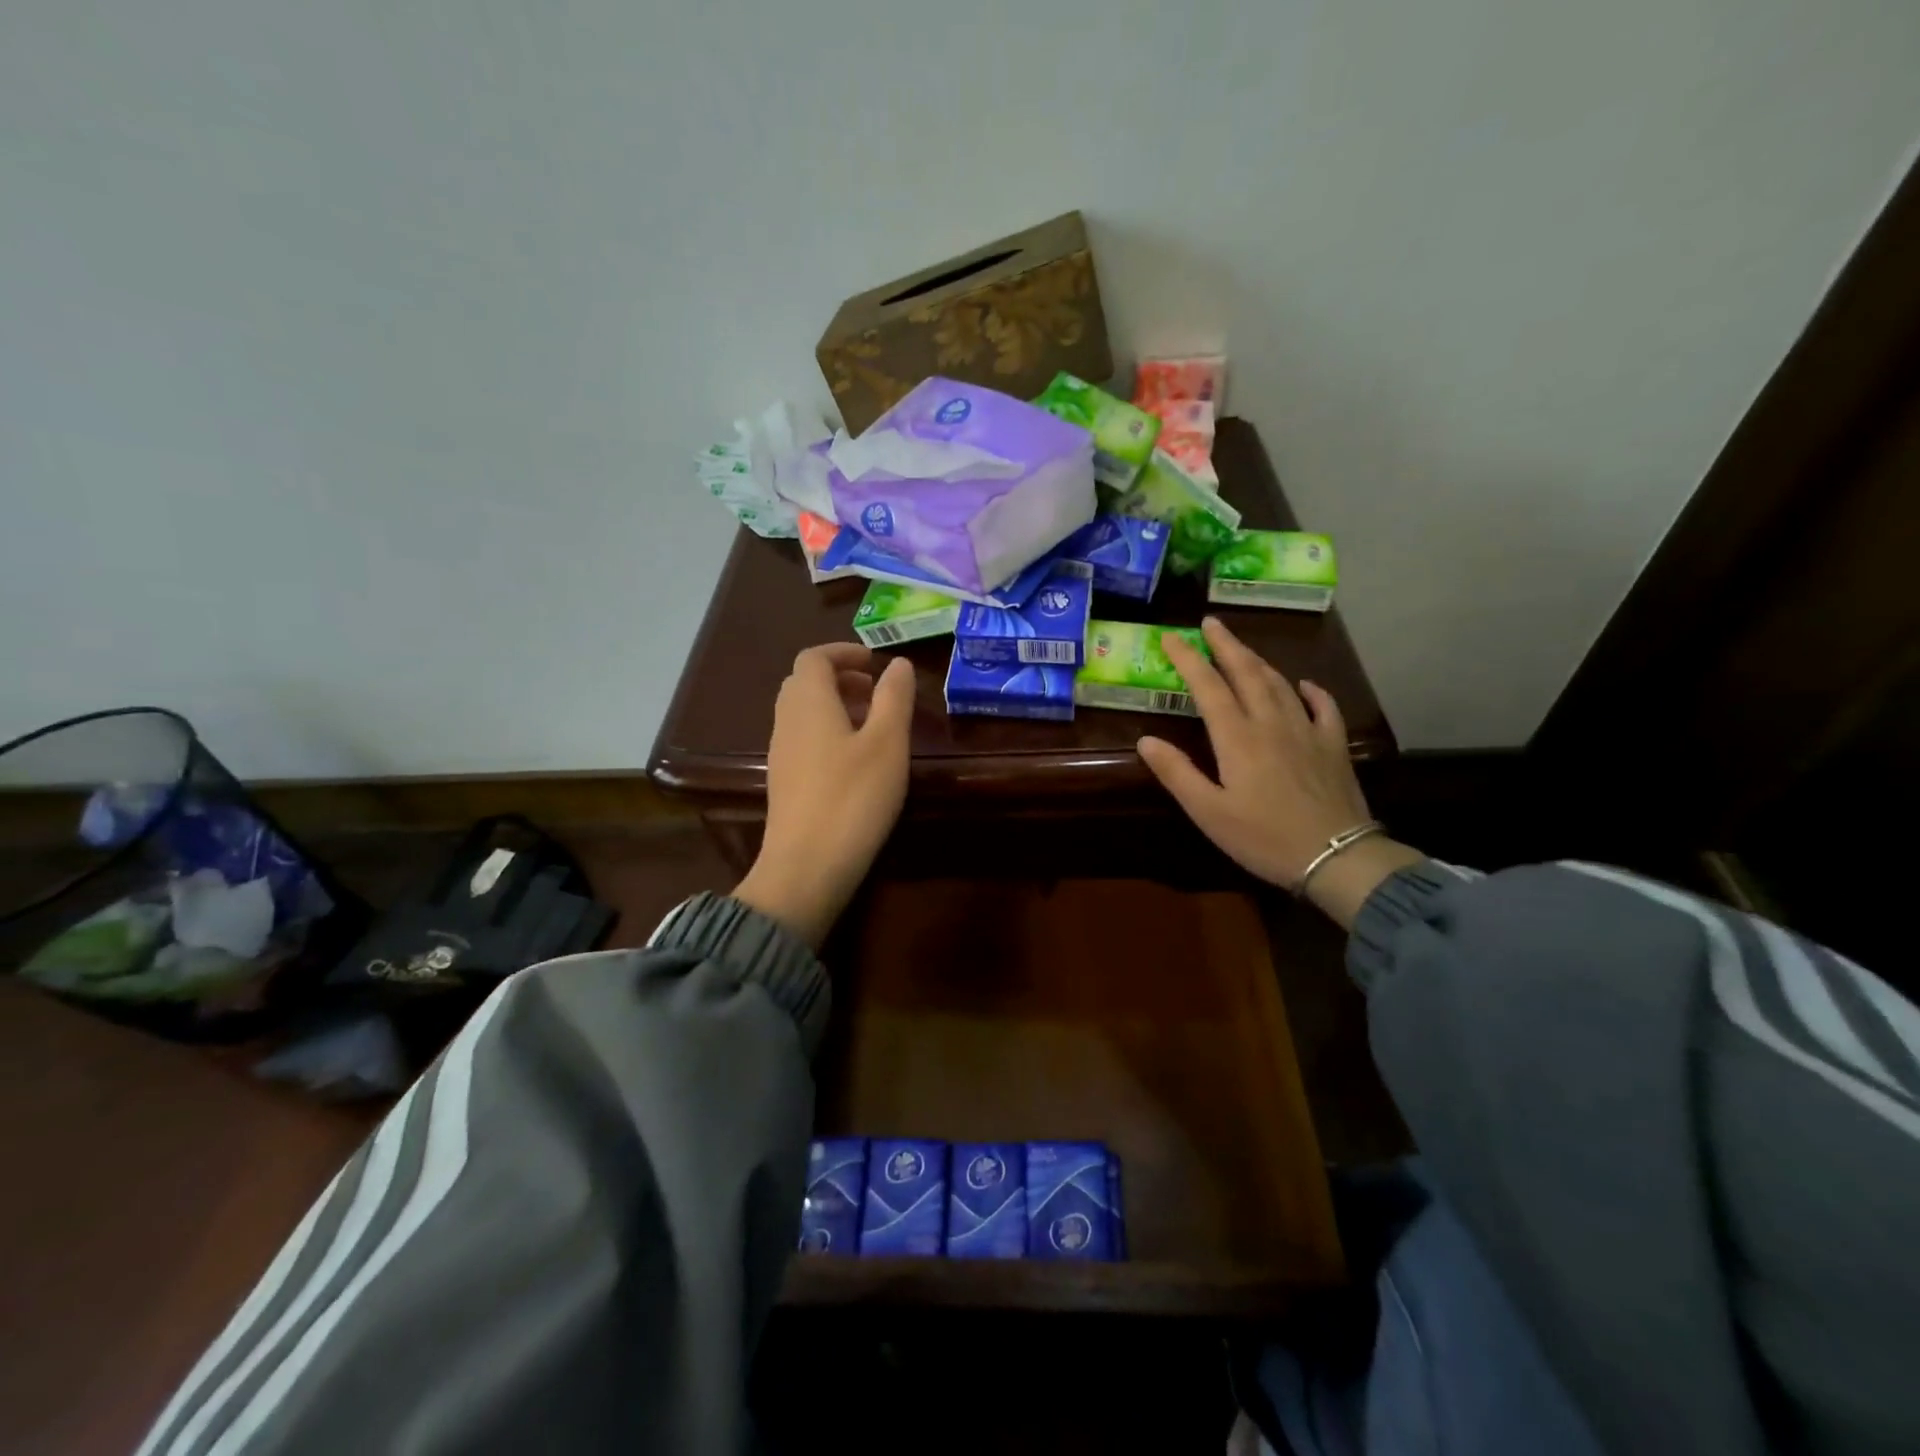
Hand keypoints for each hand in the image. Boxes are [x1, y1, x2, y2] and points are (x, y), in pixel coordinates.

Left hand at [733, 643, 915, 947]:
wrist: (806, 867)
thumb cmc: (853, 798)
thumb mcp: (886, 744)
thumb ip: (894, 698)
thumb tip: (897, 663)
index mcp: (809, 703)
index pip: (814, 657)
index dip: (844, 652)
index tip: (875, 662)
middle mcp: (787, 721)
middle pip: (805, 682)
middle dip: (840, 677)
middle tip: (876, 690)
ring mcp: (781, 753)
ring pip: (803, 712)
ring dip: (835, 705)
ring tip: (872, 723)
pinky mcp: (784, 782)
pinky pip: (803, 738)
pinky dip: (827, 731)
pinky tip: (855, 759)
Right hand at [1137, 618, 1423, 928]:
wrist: (1337, 857)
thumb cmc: (1264, 838)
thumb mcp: (1208, 813)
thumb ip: (1177, 773)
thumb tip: (1146, 740)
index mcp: (1237, 738)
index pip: (1207, 687)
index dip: (1188, 659)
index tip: (1171, 637)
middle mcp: (1271, 723)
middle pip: (1246, 673)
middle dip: (1226, 645)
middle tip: (1210, 623)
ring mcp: (1307, 731)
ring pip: (1279, 683)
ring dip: (1258, 660)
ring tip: (1241, 647)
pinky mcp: (1333, 746)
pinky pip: (1323, 706)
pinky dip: (1310, 690)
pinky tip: (1303, 683)